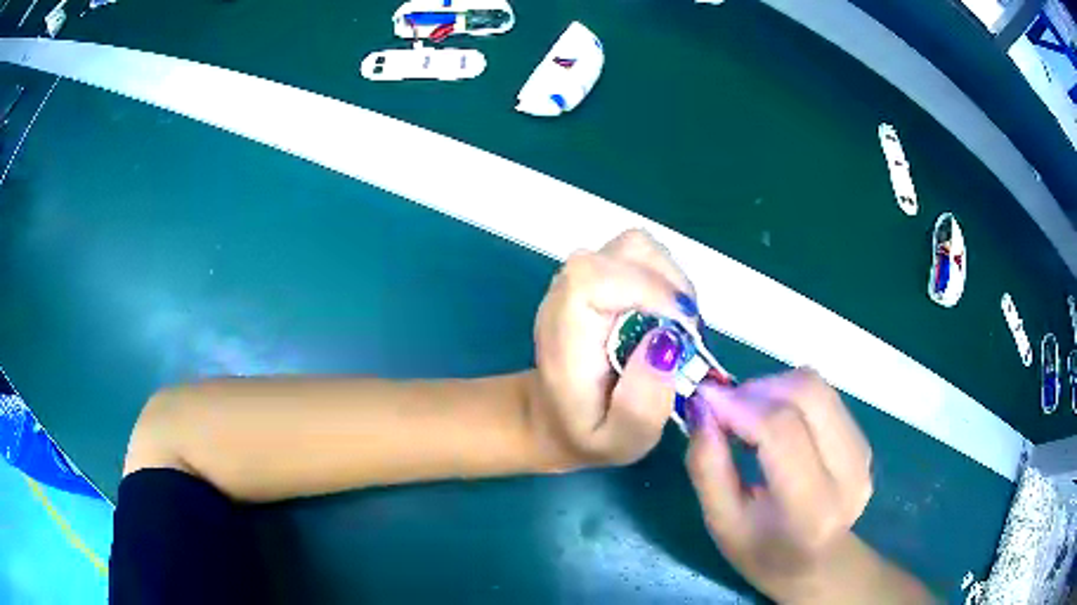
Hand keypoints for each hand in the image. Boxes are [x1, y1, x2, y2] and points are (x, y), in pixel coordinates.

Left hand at [528, 229, 698, 466]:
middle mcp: (568, 291)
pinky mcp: (598, 276)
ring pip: (639, 247)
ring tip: (678, 327)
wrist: (552, 417)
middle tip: (686, 333)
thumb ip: (640, 406)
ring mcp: (582, 277)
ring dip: (672, 281)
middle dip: (671, 285)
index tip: (680, 328)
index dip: (647, 288)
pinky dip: (666, 280)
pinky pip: (641, 257)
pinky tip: (667, 317)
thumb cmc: (585, 433)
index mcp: (565, 330)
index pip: (594, 275)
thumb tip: (665, 344)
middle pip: (627, 249)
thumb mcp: (618, 442)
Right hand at [685, 369, 873, 602]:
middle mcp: (848, 473)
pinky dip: (790, 397)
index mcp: (810, 508)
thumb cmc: (761, 552)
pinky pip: (824, 396)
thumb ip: (707, 466)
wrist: (816, 565)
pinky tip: (774, 423)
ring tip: (747, 415)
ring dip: (773, 388)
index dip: (740, 405)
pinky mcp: (864, 440)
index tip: (703, 400)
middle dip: (757, 389)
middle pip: (807, 394)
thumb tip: (701, 407)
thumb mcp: (721, 522)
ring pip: (817, 387)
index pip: (781, 431)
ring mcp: (862, 454)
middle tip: (724, 407)